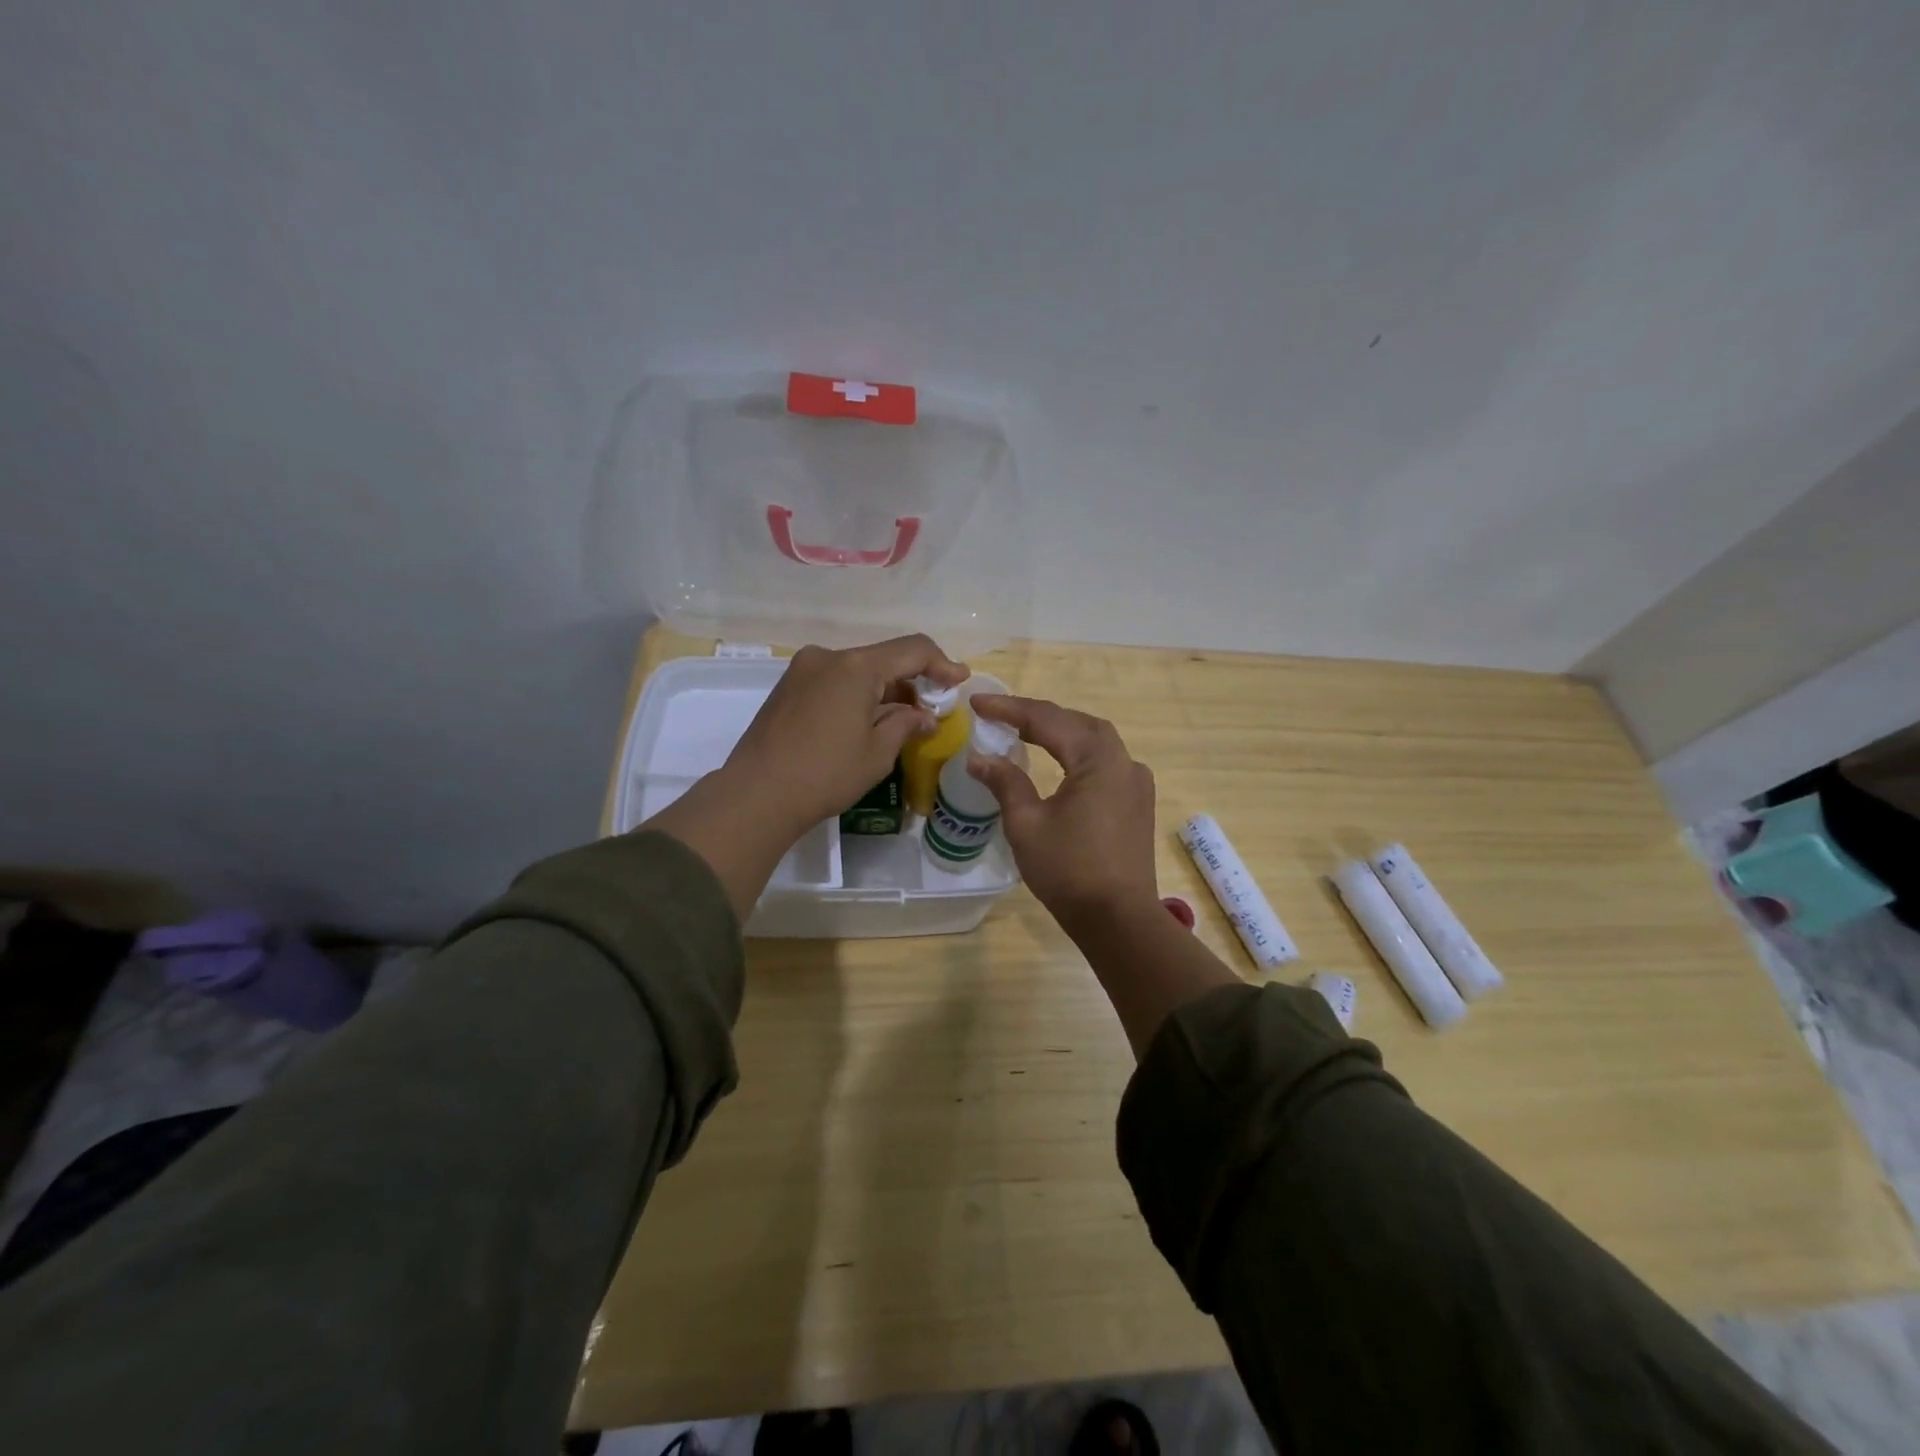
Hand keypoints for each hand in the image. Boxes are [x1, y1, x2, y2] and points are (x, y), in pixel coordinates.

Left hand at [725, 635, 968, 834]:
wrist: (756, 795)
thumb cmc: (826, 773)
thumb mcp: (877, 752)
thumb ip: (906, 724)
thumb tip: (924, 717)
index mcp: (855, 666)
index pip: (912, 650)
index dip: (941, 664)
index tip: (960, 681)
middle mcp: (828, 657)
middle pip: (883, 658)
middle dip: (912, 681)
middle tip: (933, 710)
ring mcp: (803, 670)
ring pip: (858, 671)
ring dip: (885, 690)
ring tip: (902, 721)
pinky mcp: (788, 688)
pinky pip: (835, 681)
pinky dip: (858, 695)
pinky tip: (867, 721)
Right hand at [966, 695, 1159, 927]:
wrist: (1118, 919)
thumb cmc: (1069, 870)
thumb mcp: (1027, 824)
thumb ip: (1005, 782)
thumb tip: (978, 759)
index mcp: (1098, 761)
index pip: (1048, 720)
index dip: (1010, 709)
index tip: (977, 704)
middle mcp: (1124, 762)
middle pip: (1077, 722)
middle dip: (1037, 715)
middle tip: (999, 715)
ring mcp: (1135, 782)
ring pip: (1094, 740)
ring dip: (1060, 730)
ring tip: (1024, 730)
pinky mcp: (1136, 802)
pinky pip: (1105, 762)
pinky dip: (1077, 751)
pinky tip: (1059, 760)